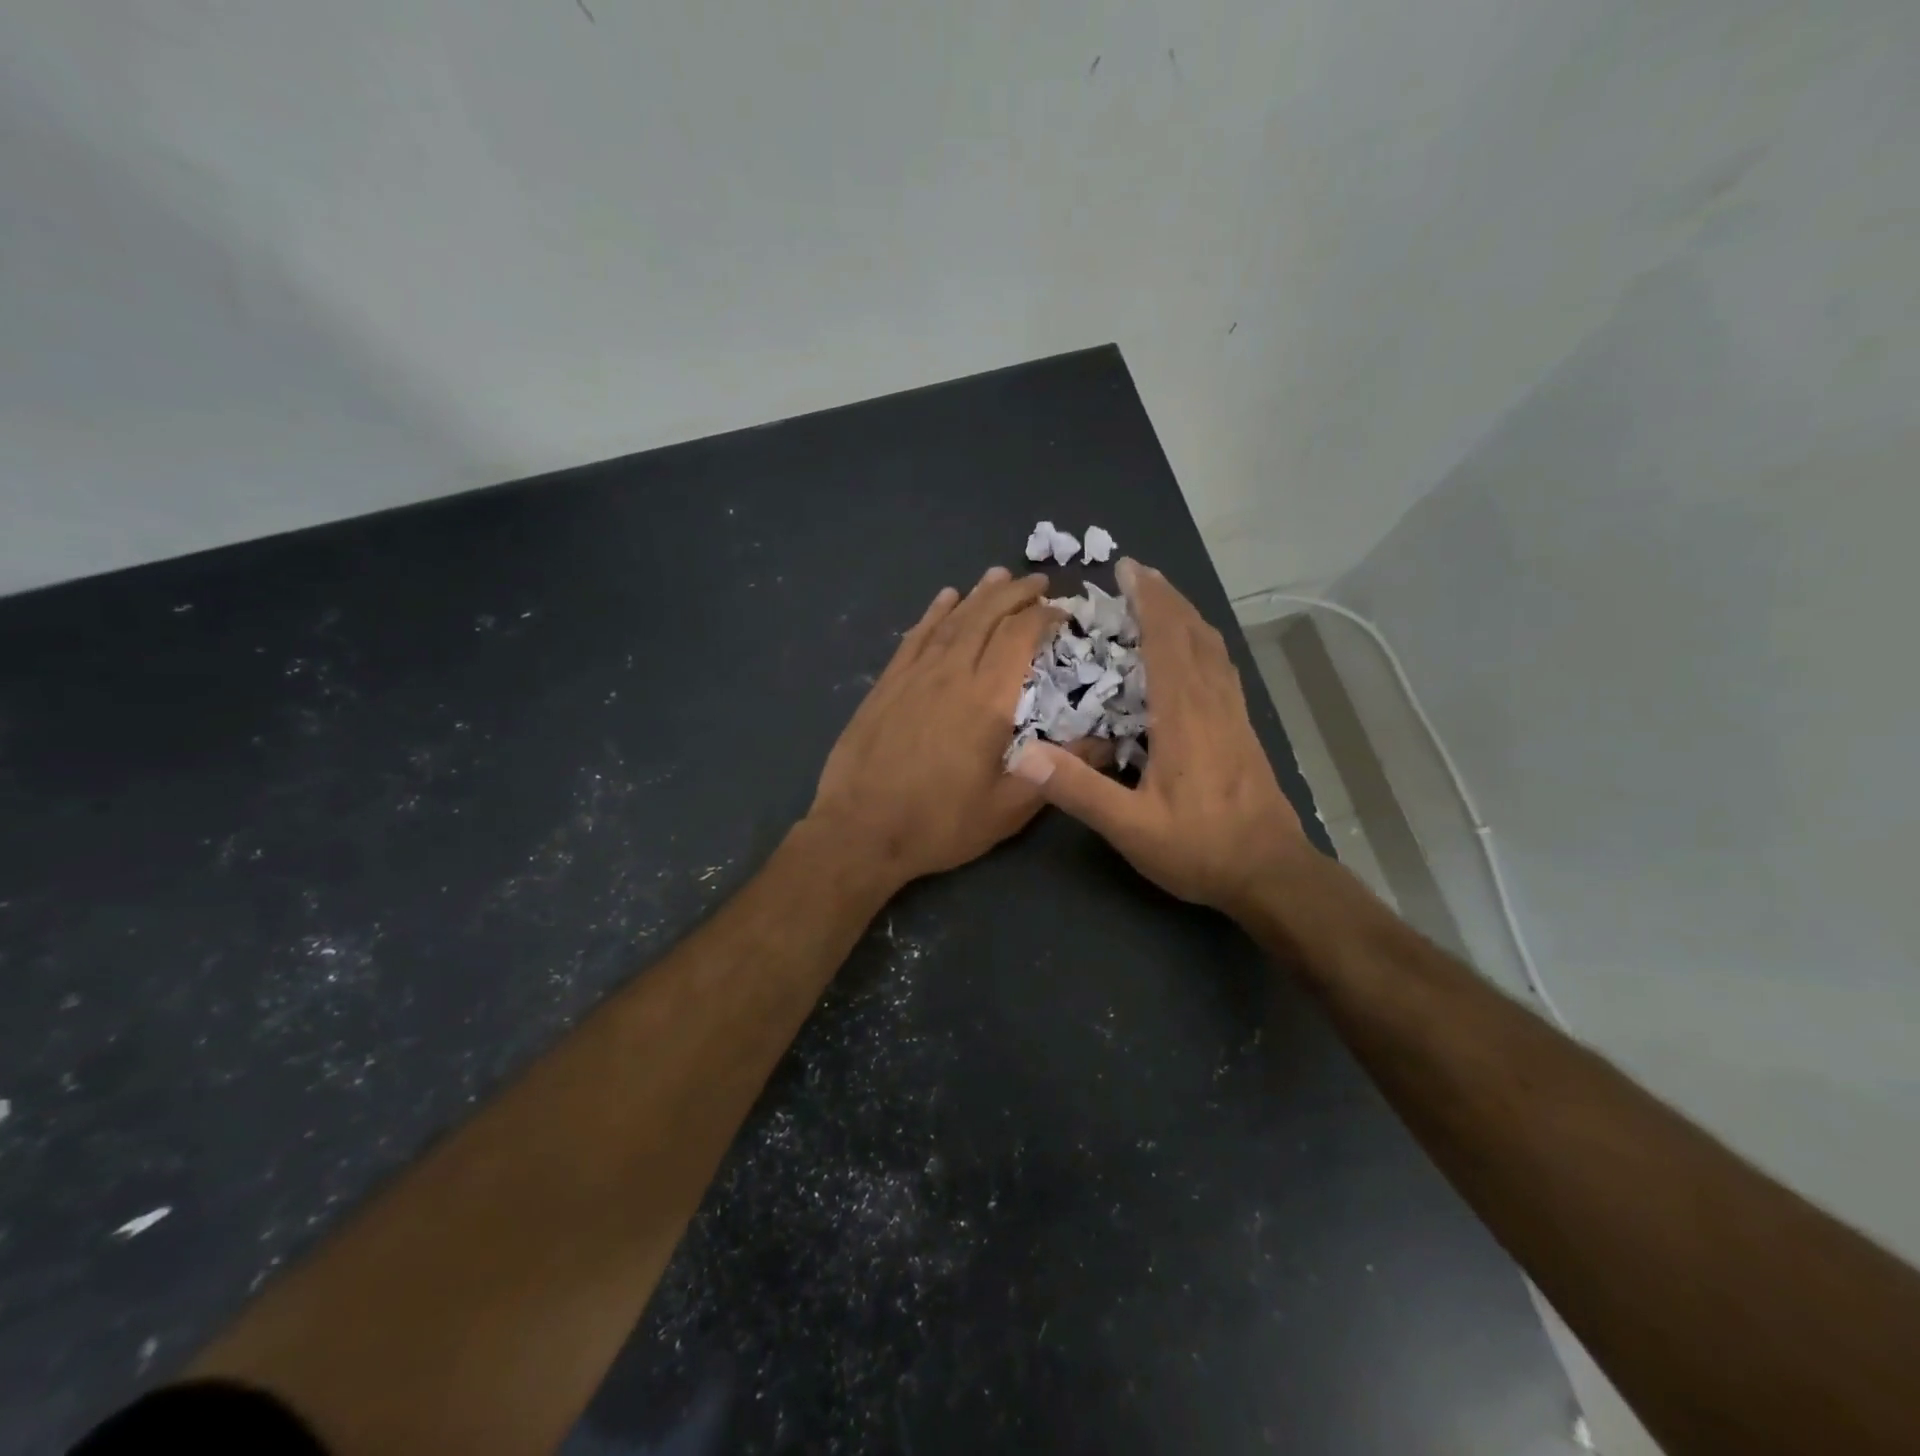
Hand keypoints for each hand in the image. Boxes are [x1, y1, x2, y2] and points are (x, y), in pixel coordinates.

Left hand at [809, 566, 1080, 892]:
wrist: (860, 830)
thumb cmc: (940, 823)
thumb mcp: (1009, 808)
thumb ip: (1059, 772)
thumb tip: (1110, 746)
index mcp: (987, 700)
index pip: (1019, 637)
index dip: (1044, 616)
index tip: (1062, 611)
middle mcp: (951, 674)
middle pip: (986, 617)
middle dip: (1015, 594)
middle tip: (1037, 581)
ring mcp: (914, 676)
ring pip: (951, 621)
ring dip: (978, 595)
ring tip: (997, 575)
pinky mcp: (886, 685)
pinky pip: (915, 637)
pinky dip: (933, 613)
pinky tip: (944, 600)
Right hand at [1008, 559, 1309, 919]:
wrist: (1271, 873)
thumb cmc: (1199, 848)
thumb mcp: (1130, 828)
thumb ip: (1078, 790)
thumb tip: (1023, 753)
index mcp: (1183, 716)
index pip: (1166, 641)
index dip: (1147, 601)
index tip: (1127, 568)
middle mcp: (1212, 703)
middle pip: (1192, 633)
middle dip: (1165, 597)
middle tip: (1137, 572)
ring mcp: (1234, 714)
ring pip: (1212, 647)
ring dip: (1186, 614)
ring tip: (1162, 598)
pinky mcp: (1244, 728)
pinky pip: (1222, 667)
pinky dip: (1203, 642)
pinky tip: (1194, 651)